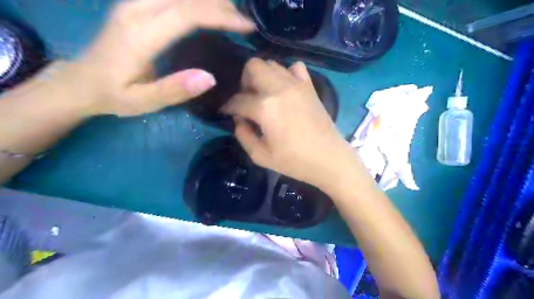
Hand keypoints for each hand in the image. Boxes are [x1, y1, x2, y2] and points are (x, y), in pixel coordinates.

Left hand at [69, 0, 254, 116]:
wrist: (81, 81)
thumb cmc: (114, 95)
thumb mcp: (143, 102)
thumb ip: (175, 90)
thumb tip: (210, 78)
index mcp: (140, 35)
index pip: (187, 14)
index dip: (220, 16)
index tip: (247, 26)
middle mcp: (136, 10)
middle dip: (221, 5)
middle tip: (245, 22)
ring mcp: (133, 2)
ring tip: (233, 14)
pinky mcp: (135, 3)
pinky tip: (209, 8)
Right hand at [223, 58, 362, 188]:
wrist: (329, 159)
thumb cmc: (294, 161)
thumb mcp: (260, 156)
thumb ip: (243, 135)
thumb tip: (238, 118)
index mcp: (265, 108)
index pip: (238, 100)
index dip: (228, 106)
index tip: (226, 111)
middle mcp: (279, 89)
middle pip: (252, 66)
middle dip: (244, 81)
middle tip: (247, 99)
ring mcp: (297, 84)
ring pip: (272, 64)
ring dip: (262, 76)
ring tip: (264, 94)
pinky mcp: (309, 86)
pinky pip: (295, 67)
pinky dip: (286, 73)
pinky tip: (285, 89)